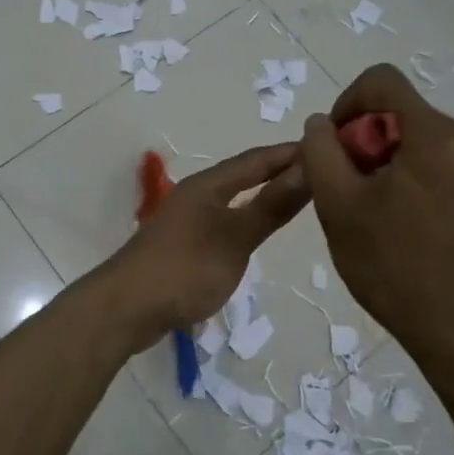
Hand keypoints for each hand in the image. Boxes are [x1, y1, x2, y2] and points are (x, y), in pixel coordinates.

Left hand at [104, 144, 309, 346]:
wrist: (127, 308)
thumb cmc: (185, 268)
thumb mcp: (235, 237)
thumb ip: (271, 206)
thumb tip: (308, 168)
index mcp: (207, 185)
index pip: (256, 160)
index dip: (290, 152)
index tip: (327, 145)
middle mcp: (195, 195)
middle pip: (243, 175)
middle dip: (278, 170)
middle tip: (319, 171)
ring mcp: (186, 220)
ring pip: (232, 198)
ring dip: (262, 194)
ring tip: (295, 198)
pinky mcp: (182, 245)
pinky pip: (223, 220)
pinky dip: (246, 218)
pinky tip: (256, 232)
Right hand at [300, 65, 453, 361]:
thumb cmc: (395, 268)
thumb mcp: (338, 207)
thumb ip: (321, 152)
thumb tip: (323, 122)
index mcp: (439, 137)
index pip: (384, 82)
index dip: (348, 103)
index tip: (337, 146)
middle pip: (408, 114)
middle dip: (373, 141)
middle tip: (357, 191)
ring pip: (431, 139)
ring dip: (400, 160)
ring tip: (386, 211)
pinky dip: (428, 176)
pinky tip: (418, 220)